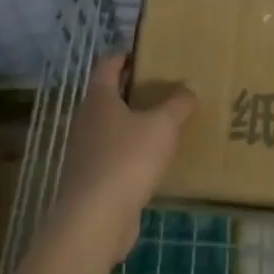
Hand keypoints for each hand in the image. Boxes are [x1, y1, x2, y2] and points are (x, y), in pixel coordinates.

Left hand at [53, 53, 194, 267]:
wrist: (95, 219)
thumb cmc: (127, 159)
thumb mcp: (162, 126)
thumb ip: (178, 104)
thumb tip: (187, 88)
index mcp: (99, 98)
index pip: (107, 64)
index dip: (125, 55)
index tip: (147, 53)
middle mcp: (87, 120)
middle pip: (109, 95)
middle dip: (134, 90)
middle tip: (165, 88)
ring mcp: (85, 151)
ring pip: (112, 127)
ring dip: (134, 124)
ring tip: (165, 124)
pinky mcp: (92, 179)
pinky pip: (114, 156)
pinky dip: (132, 153)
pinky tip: (155, 162)